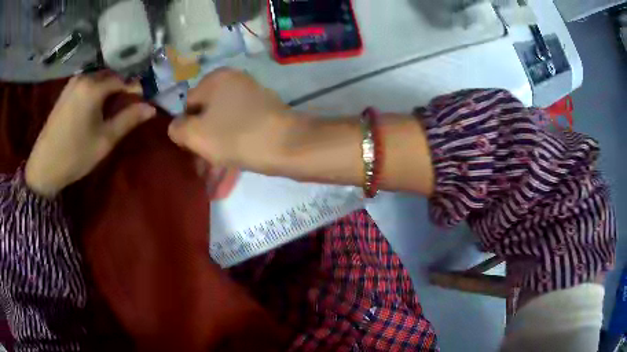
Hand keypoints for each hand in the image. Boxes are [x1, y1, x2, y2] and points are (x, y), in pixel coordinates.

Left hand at [26, 73, 155, 197]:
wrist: (44, 166)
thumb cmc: (75, 155)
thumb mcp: (105, 140)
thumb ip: (128, 120)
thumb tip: (151, 108)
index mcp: (93, 87)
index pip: (123, 79)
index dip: (135, 88)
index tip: (144, 99)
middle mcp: (84, 77)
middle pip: (110, 75)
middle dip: (123, 85)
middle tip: (132, 100)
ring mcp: (73, 83)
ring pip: (98, 78)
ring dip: (109, 86)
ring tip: (116, 103)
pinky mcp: (66, 91)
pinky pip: (87, 82)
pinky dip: (97, 89)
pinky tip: (98, 103)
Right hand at [168, 68, 290, 172]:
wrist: (289, 146)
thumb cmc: (236, 136)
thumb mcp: (196, 134)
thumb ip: (178, 129)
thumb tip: (176, 127)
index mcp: (217, 79)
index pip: (188, 104)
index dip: (186, 129)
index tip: (190, 150)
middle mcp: (235, 82)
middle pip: (207, 115)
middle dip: (201, 144)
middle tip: (200, 167)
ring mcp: (252, 98)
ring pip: (223, 126)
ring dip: (215, 151)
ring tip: (210, 179)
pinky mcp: (265, 114)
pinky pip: (240, 130)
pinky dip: (232, 148)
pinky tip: (226, 174)